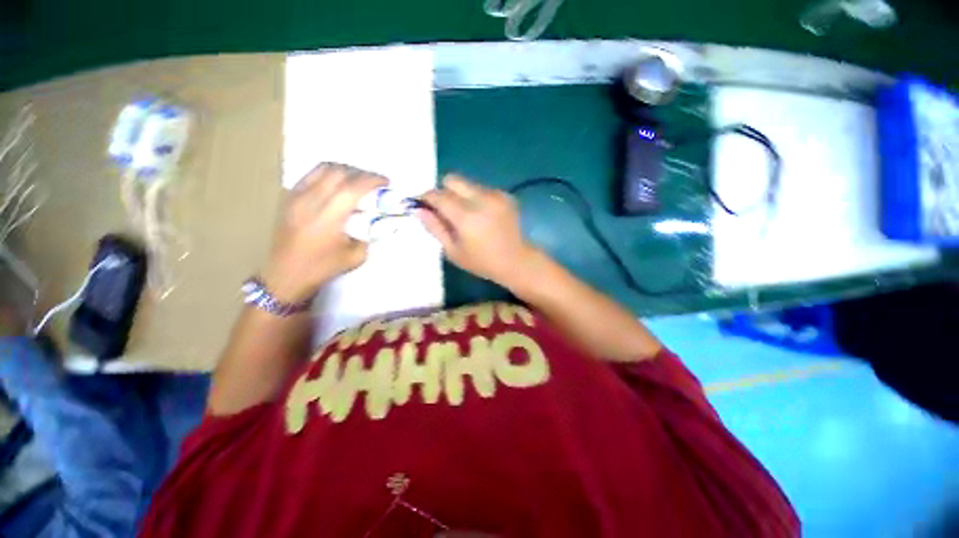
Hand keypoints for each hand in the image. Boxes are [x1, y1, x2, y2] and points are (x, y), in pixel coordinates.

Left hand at [263, 163, 386, 302]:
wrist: (285, 276)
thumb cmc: (321, 268)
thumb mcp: (355, 257)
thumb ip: (367, 235)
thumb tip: (372, 220)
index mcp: (327, 217)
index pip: (353, 187)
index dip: (372, 180)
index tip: (386, 181)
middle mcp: (310, 201)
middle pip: (338, 172)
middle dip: (361, 172)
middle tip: (374, 181)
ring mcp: (295, 197)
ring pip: (322, 169)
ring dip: (344, 170)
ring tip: (356, 179)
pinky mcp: (288, 198)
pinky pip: (310, 176)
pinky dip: (327, 174)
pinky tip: (336, 185)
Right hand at [419, 175, 535, 287]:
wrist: (516, 261)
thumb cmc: (482, 262)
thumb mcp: (453, 251)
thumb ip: (434, 227)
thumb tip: (417, 209)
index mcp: (466, 217)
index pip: (438, 195)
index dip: (426, 197)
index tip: (421, 205)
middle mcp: (481, 199)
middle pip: (452, 179)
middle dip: (443, 191)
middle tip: (444, 210)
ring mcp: (496, 195)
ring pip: (467, 183)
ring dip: (460, 195)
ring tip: (465, 215)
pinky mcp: (505, 195)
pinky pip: (482, 189)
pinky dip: (475, 198)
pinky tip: (481, 215)